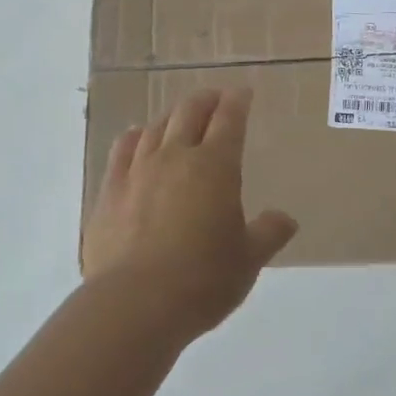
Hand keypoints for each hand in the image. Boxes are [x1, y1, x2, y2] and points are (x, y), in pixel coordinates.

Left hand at [82, 88, 297, 339]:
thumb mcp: (248, 261)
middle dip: (206, 100)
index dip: (237, 102)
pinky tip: (137, 136)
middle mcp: (176, 156)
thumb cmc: (202, 280)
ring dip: (172, 116)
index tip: (242, 92)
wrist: (134, 303)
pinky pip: (122, 149)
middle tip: (215, 98)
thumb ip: (268, 234)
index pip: (229, 119)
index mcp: (215, 166)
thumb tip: (286, 219)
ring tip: (180, 117)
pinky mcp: (110, 189)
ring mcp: (138, 170)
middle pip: (190, 112)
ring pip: (156, 127)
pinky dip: (135, 136)